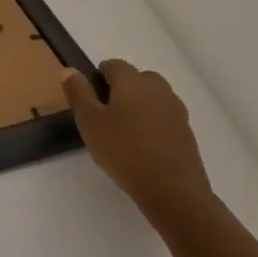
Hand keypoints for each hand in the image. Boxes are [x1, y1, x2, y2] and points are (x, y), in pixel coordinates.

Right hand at [61, 59, 213, 225]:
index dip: (99, 76)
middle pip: (138, 78)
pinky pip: (166, 119)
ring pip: (155, 98)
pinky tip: (145, 147)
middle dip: (123, 89)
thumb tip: (70, 70)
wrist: (173, 191)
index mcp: (132, 81)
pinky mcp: (188, 134)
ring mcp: (176, 111)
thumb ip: (78, 93)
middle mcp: (157, 89)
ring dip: (141, 106)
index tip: (90, 98)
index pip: (114, 65)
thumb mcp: (89, 122)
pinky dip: (155, 124)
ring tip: (126, 131)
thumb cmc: (124, 151)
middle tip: (107, 113)